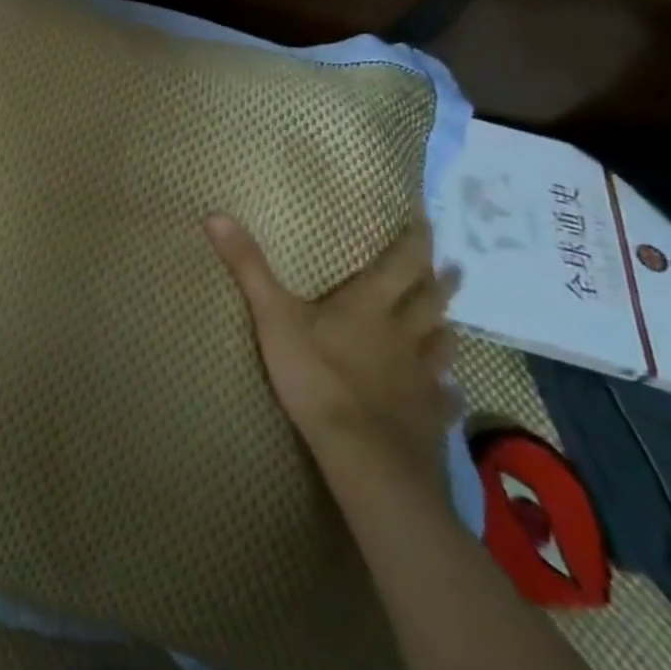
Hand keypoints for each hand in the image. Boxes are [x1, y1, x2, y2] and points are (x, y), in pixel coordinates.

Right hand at [207, 214, 460, 484]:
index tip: (428, 223)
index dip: (416, 241)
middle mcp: (403, 333)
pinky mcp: (429, 416)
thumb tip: (215, 215)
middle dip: (440, 282)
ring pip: (442, 345)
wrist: (363, 455)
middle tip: (454, 268)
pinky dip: (448, 390)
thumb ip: (248, 267)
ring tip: (450, 322)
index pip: (402, 263)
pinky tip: (449, 392)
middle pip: (429, 301)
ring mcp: (421, 376)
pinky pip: (445, 397)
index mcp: (370, 305)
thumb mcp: (273, 316)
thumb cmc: (316, 377)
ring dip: (445, 328)